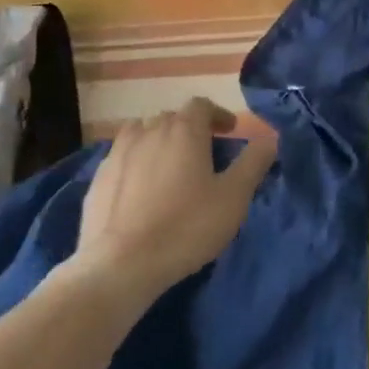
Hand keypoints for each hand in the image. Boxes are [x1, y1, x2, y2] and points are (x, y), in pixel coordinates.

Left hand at [73, 98, 277, 301]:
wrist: (121, 263)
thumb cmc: (186, 227)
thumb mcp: (233, 198)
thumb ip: (253, 163)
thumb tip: (269, 138)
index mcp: (184, 131)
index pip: (201, 105)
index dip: (217, 115)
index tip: (229, 132)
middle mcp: (149, 131)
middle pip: (172, 117)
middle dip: (190, 129)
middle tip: (204, 153)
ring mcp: (118, 152)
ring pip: (143, 133)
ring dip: (159, 141)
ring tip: (169, 165)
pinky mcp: (98, 177)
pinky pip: (122, 157)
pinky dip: (136, 162)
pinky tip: (140, 188)